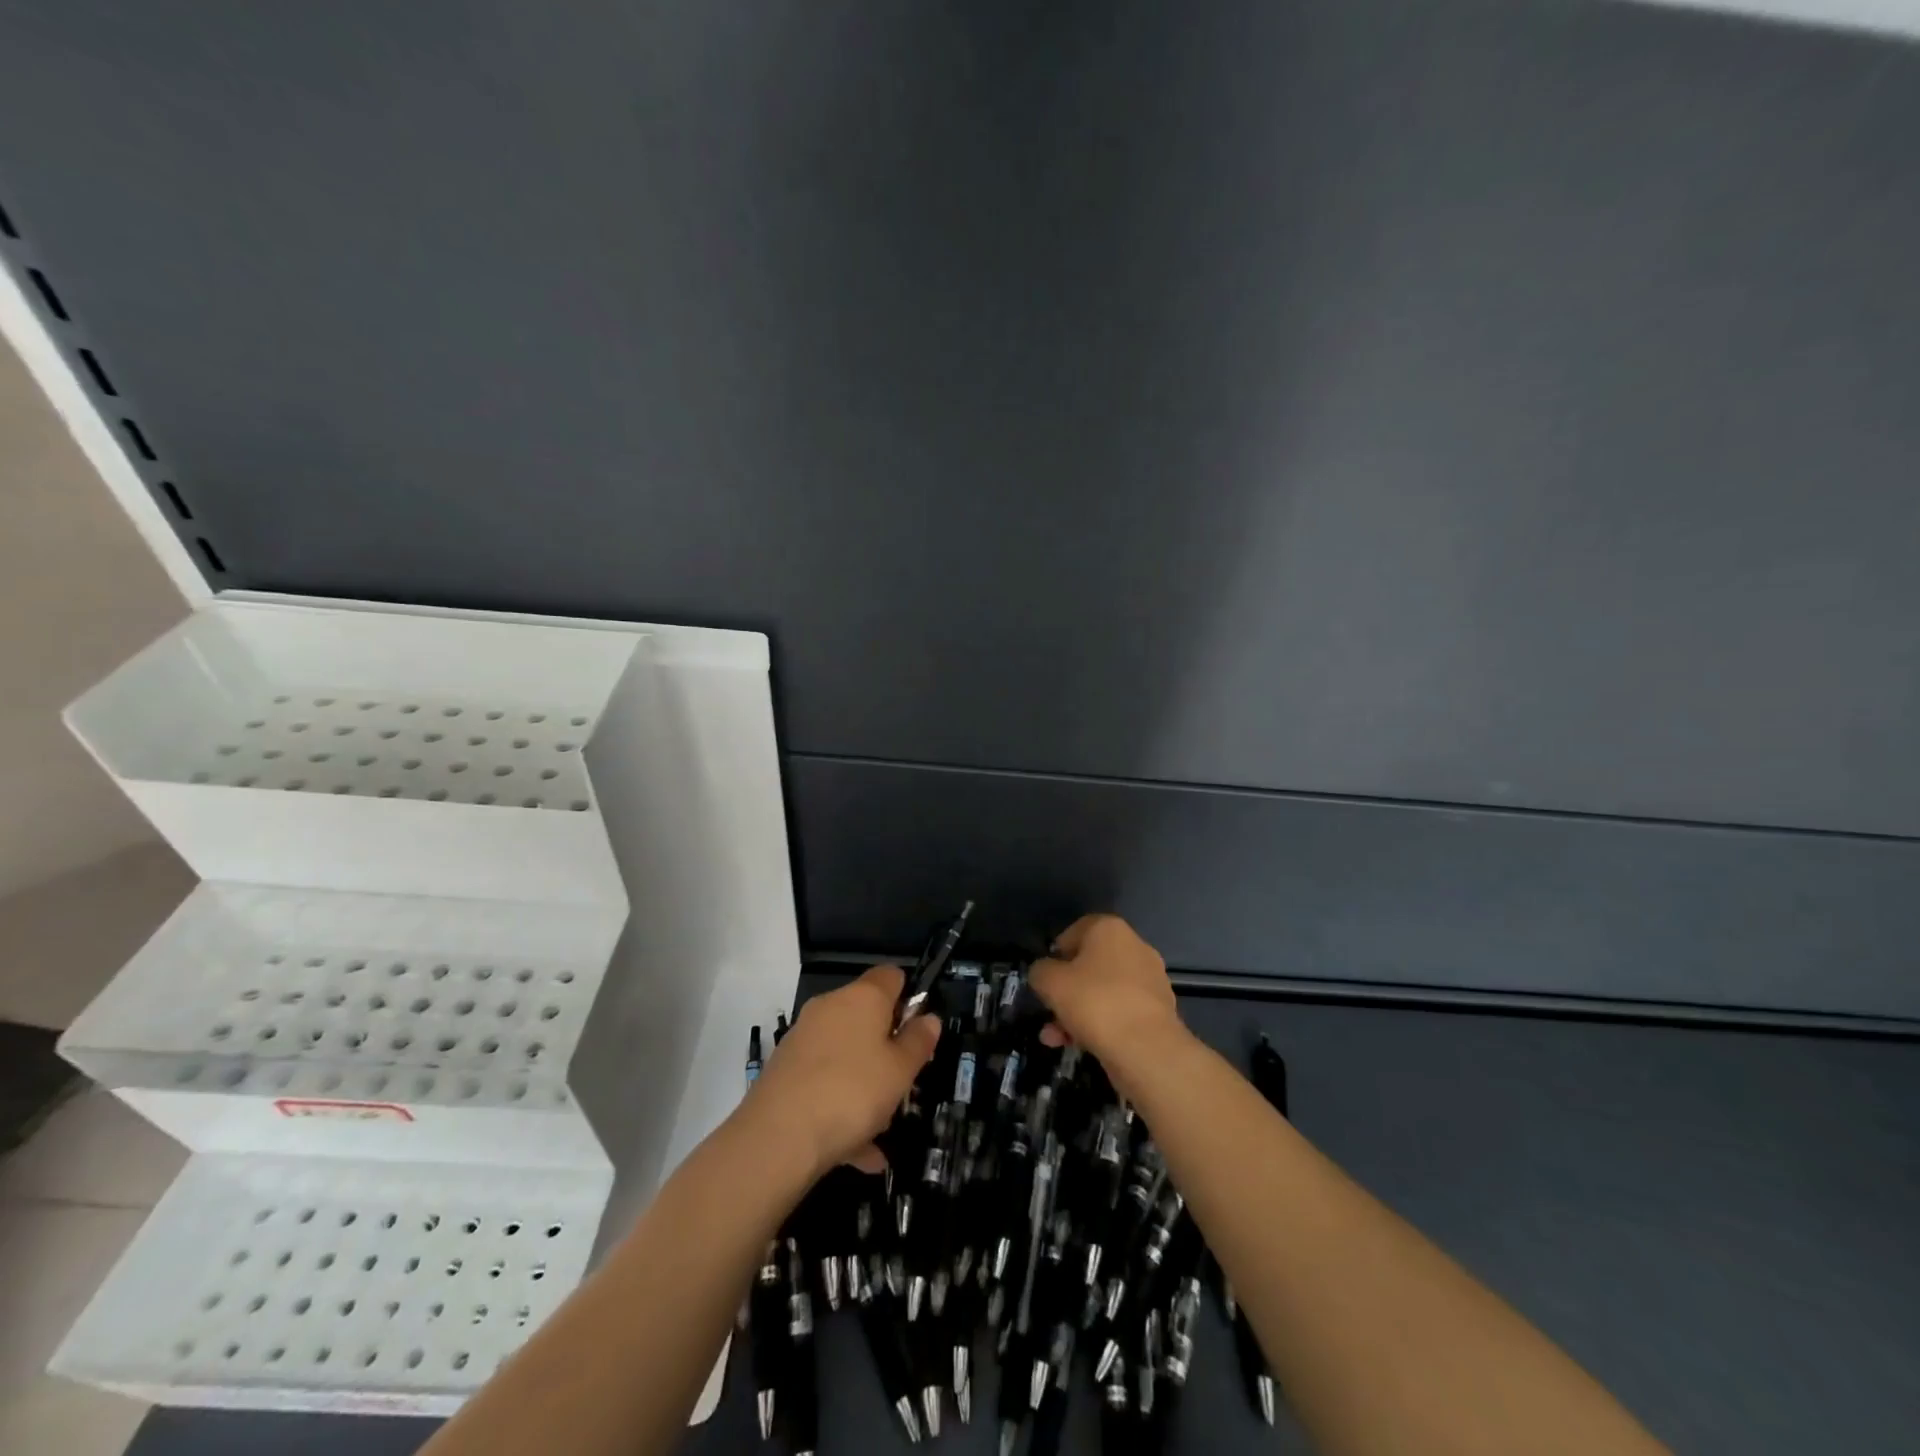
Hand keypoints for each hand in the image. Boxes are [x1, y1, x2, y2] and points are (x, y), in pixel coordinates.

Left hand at [742, 965, 940, 1178]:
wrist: (777, 1138)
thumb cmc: (852, 1092)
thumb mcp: (900, 1071)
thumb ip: (918, 1042)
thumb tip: (929, 1018)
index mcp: (862, 997)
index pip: (891, 976)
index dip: (910, 998)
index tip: (918, 1033)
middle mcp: (830, 1007)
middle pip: (867, 1017)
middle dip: (887, 1049)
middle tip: (904, 1085)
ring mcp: (803, 1039)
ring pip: (846, 1056)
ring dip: (866, 1086)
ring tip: (882, 1131)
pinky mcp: (785, 1071)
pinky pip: (824, 1083)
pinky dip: (842, 1109)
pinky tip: (860, 1154)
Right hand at [1029, 914, 1182, 1074]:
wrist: (1146, 1049)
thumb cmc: (1094, 1002)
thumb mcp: (1050, 982)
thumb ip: (1040, 971)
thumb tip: (1044, 974)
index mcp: (1110, 929)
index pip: (1075, 931)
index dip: (1056, 954)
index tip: (1045, 977)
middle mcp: (1135, 947)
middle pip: (1089, 965)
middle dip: (1065, 991)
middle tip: (1049, 1011)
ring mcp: (1150, 980)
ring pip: (1103, 992)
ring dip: (1077, 1013)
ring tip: (1055, 1039)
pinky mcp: (1158, 1011)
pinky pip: (1120, 1011)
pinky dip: (1100, 1025)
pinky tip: (1080, 1046)